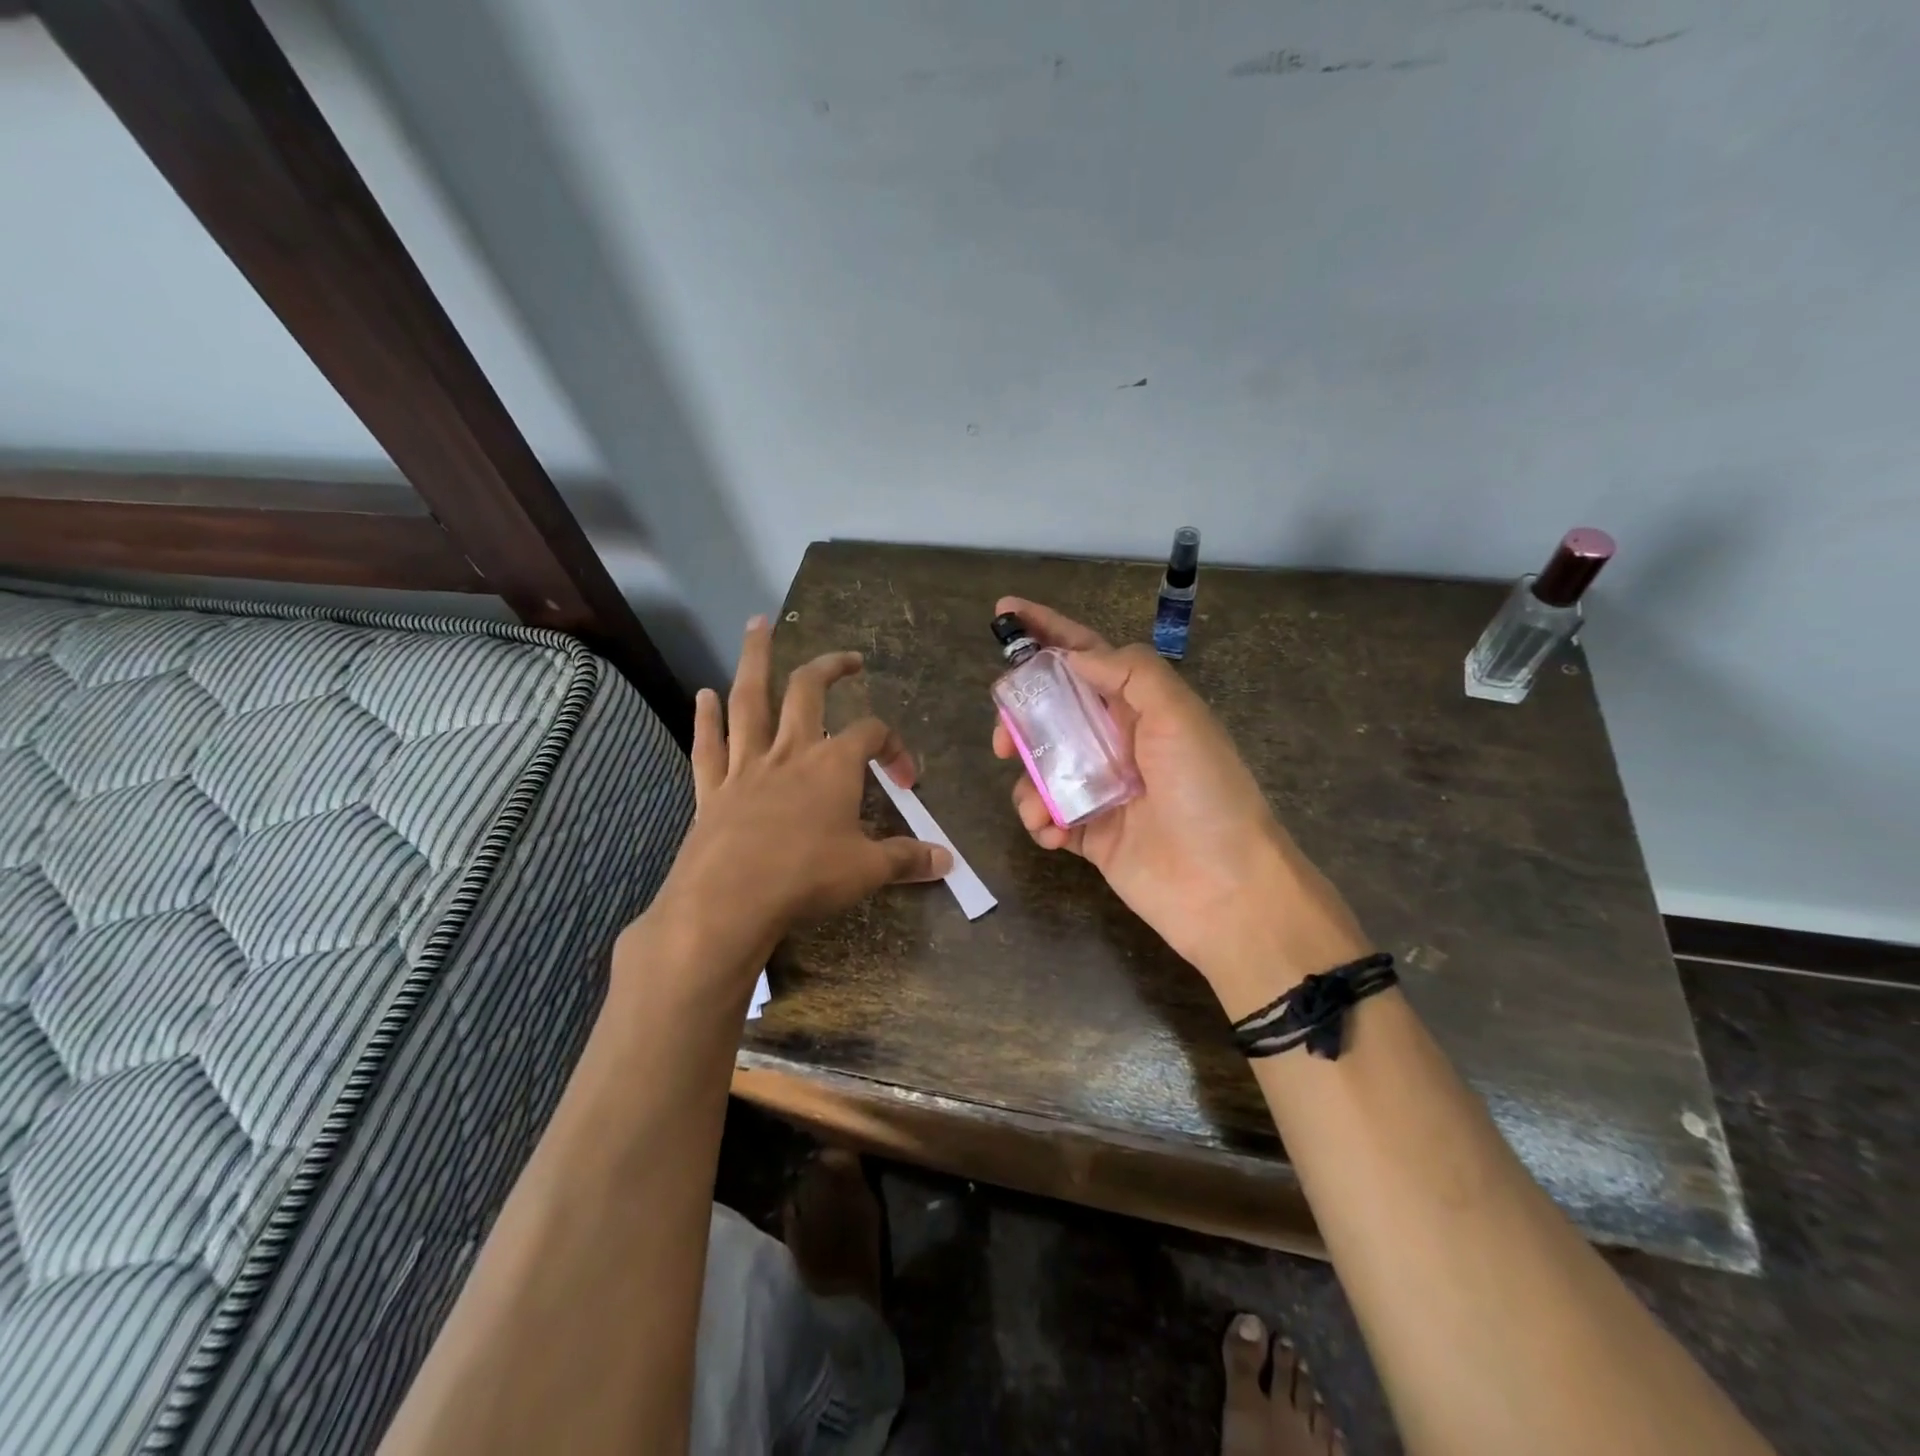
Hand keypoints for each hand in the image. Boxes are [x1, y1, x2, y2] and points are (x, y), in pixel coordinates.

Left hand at [640, 618, 951, 984]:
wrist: (729, 901)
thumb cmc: (806, 877)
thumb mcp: (867, 871)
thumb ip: (906, 859)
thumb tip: (948, 861)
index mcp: (833, 765)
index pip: (871, 734)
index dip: (894, 747)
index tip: (906, 779)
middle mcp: (790, 752)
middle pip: (809, 691)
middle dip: (830, 667)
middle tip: (847, 657)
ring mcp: (746, 765)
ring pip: (750, 700)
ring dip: (754, 660)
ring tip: (755, 624)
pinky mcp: (712, 788)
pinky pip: (708, 744)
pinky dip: (706, 718)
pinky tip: (703, 694)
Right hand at [991, 598, 1368, 1014]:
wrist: (1225, 888)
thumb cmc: (1205, 792)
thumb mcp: (1178, 715)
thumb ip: (1128, 673)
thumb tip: (1072, 656)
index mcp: (1139, 706)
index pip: (1084, 655)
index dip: (1046, 630)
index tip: (1004, 612)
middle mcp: (1116, 741)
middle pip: (1051, 710)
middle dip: (1020, 715)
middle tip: (1004, 735)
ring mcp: (1099, 787)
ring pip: (1041, 764)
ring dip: (1027, 776)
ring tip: (1037, 800)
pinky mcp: (1088, 832)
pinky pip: (1046, 815)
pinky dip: (1039, 819)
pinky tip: (1052, 831)